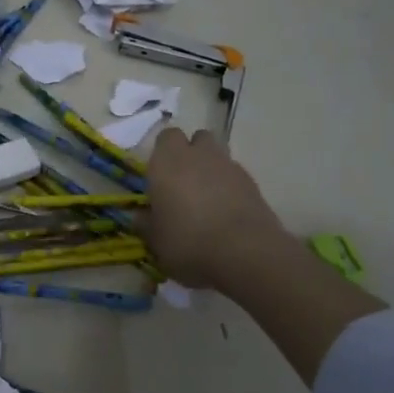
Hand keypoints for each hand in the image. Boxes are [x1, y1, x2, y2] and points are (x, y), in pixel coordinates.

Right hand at [143, 129, 290, 294]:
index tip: (159, 175)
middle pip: (197, 139)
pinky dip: (230, 187)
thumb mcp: (156, 241)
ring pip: (218, 155)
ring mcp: (229, 167)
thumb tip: (140, 217)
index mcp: (167, 162)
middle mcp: (198, 156)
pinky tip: (227, 212)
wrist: (245, 254)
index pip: (165, 137)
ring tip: (207, 199)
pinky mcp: (253, 184)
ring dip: (212, 169)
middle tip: (183, 182)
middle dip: (191, 153)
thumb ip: (146, 224)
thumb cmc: (188, 243)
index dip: (163, 153)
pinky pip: (236, 176)